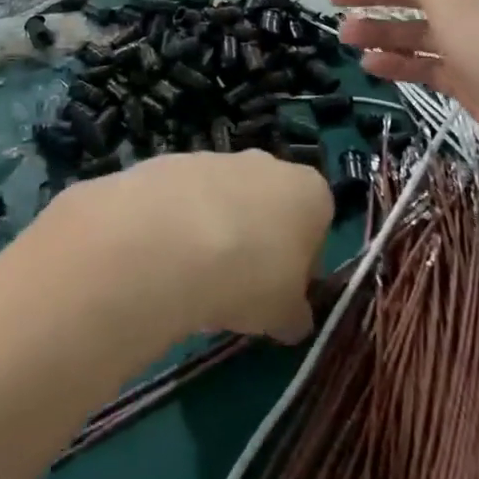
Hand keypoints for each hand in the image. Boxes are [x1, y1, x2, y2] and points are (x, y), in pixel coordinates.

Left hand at [52, 152, 332, 343]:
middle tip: (234, 291)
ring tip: (189, 282)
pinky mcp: (169, 163)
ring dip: (212, 236)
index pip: (316, 226)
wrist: (168, 241)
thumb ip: (293, 314)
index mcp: (309, 192)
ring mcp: (214, 158)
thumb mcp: (283, 315)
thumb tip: (292, 319)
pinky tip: (162, 260)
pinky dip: (175, 226)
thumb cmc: (248, 276)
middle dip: (253, 245)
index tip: (279, 295)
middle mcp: (265, 164)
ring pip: (221, 203)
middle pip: (266, 208)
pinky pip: (181, 201)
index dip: (300, 264)